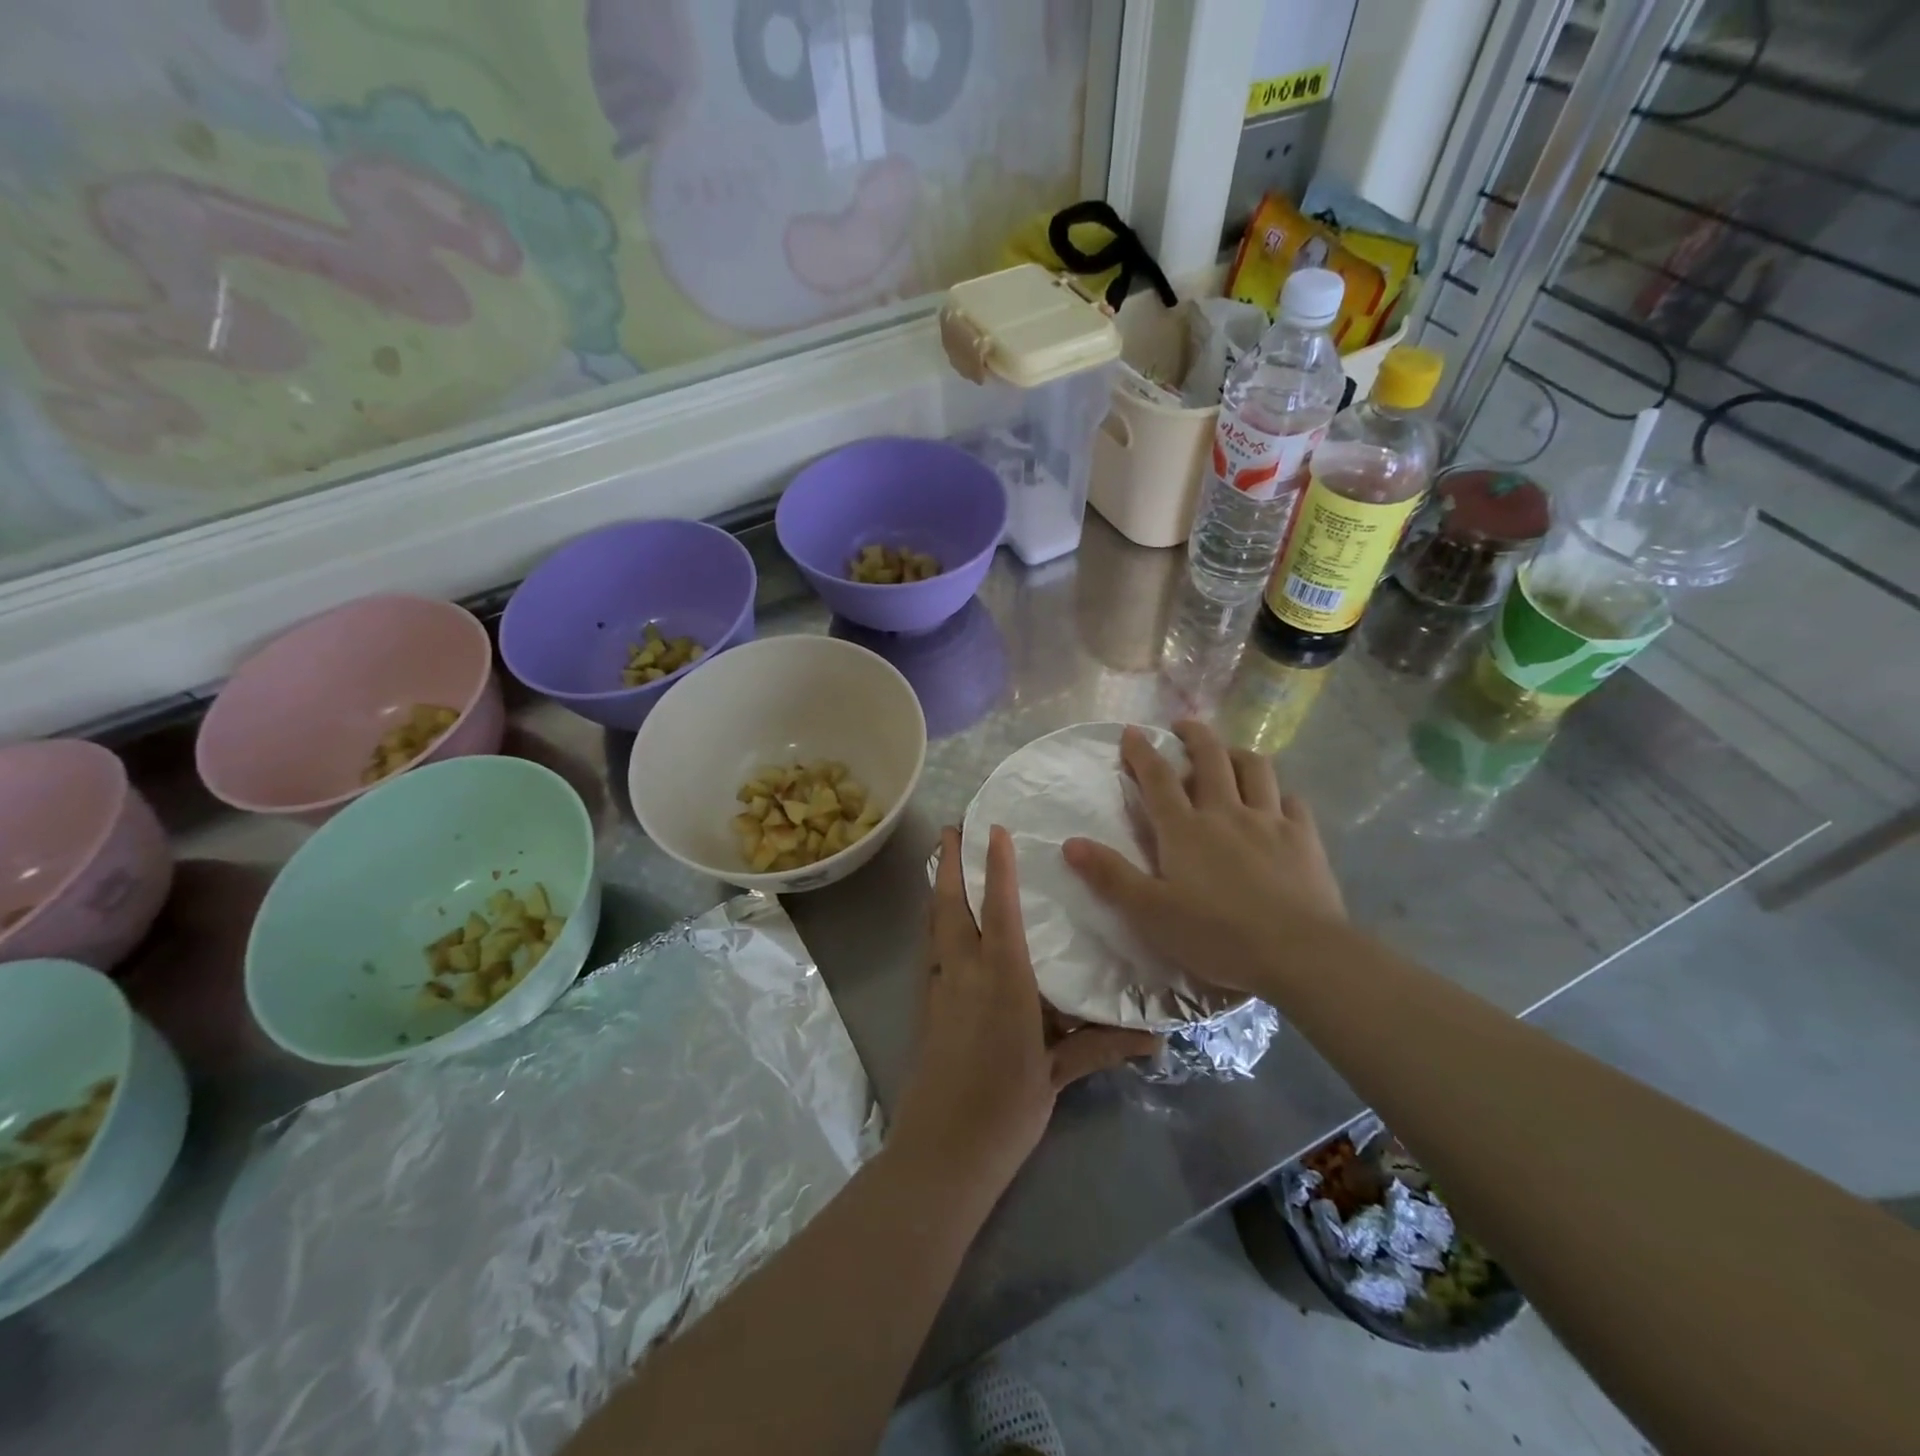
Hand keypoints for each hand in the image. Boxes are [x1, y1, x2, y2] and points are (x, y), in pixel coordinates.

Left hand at [890, 826, 1159, 1201]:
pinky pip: (931, 951)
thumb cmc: (1006, 1108)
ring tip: (942, 860)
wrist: (942, 1151)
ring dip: (938, 889)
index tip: (993, 829)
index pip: (999, 909)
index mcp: (1002, 980)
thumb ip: (1100, 1047)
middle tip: (950, 827)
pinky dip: (936, 925)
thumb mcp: (1057, 1075)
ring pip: (935, 925)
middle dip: (950, 863)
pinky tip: (943, 927)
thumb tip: (1156, 1039)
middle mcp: (965, 973)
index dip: (996, 867)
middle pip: (951, 906)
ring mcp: (939, 989)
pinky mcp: (926, 1009)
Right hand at [1062, 720, 1346, 998]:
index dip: (1142, 751)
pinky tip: (1276, 800)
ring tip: (1228, 754)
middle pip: (1211, 757)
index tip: (1132, 731)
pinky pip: (1292, 799)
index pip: (1157, 778)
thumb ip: (1111, 876)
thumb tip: (1069, 843)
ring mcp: (1270, 821)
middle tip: (1183, 726)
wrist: (1299, 953)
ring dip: (1237, 753)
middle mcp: (1226, 812)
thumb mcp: (1150, 912)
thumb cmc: (1217, 935)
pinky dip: (1278, 792)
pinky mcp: (1304, 837)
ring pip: (1255, 768)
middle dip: (1194, 735)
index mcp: (1185, 829)